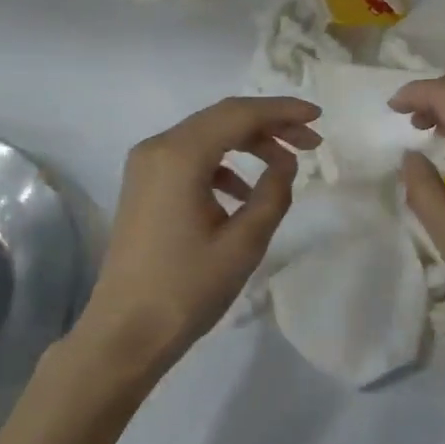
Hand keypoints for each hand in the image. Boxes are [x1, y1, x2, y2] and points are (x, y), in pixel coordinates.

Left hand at [75, 96, 321, 380]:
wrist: (125, 332)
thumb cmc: (186, 289)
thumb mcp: (243, 244)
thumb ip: (272, 194)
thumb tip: (286, 163)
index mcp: (180, 156)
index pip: (239, 114)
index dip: (283, 111)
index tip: (319, 117)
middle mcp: (158, 147)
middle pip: (222, 118)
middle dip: (269, 125)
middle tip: (311, 143)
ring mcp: (146, 165)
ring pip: (206, 136)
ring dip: (247, 143)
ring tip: (285, 166)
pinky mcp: (144, 184)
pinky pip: (190, 158)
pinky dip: (223, 164)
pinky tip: (244, 192)